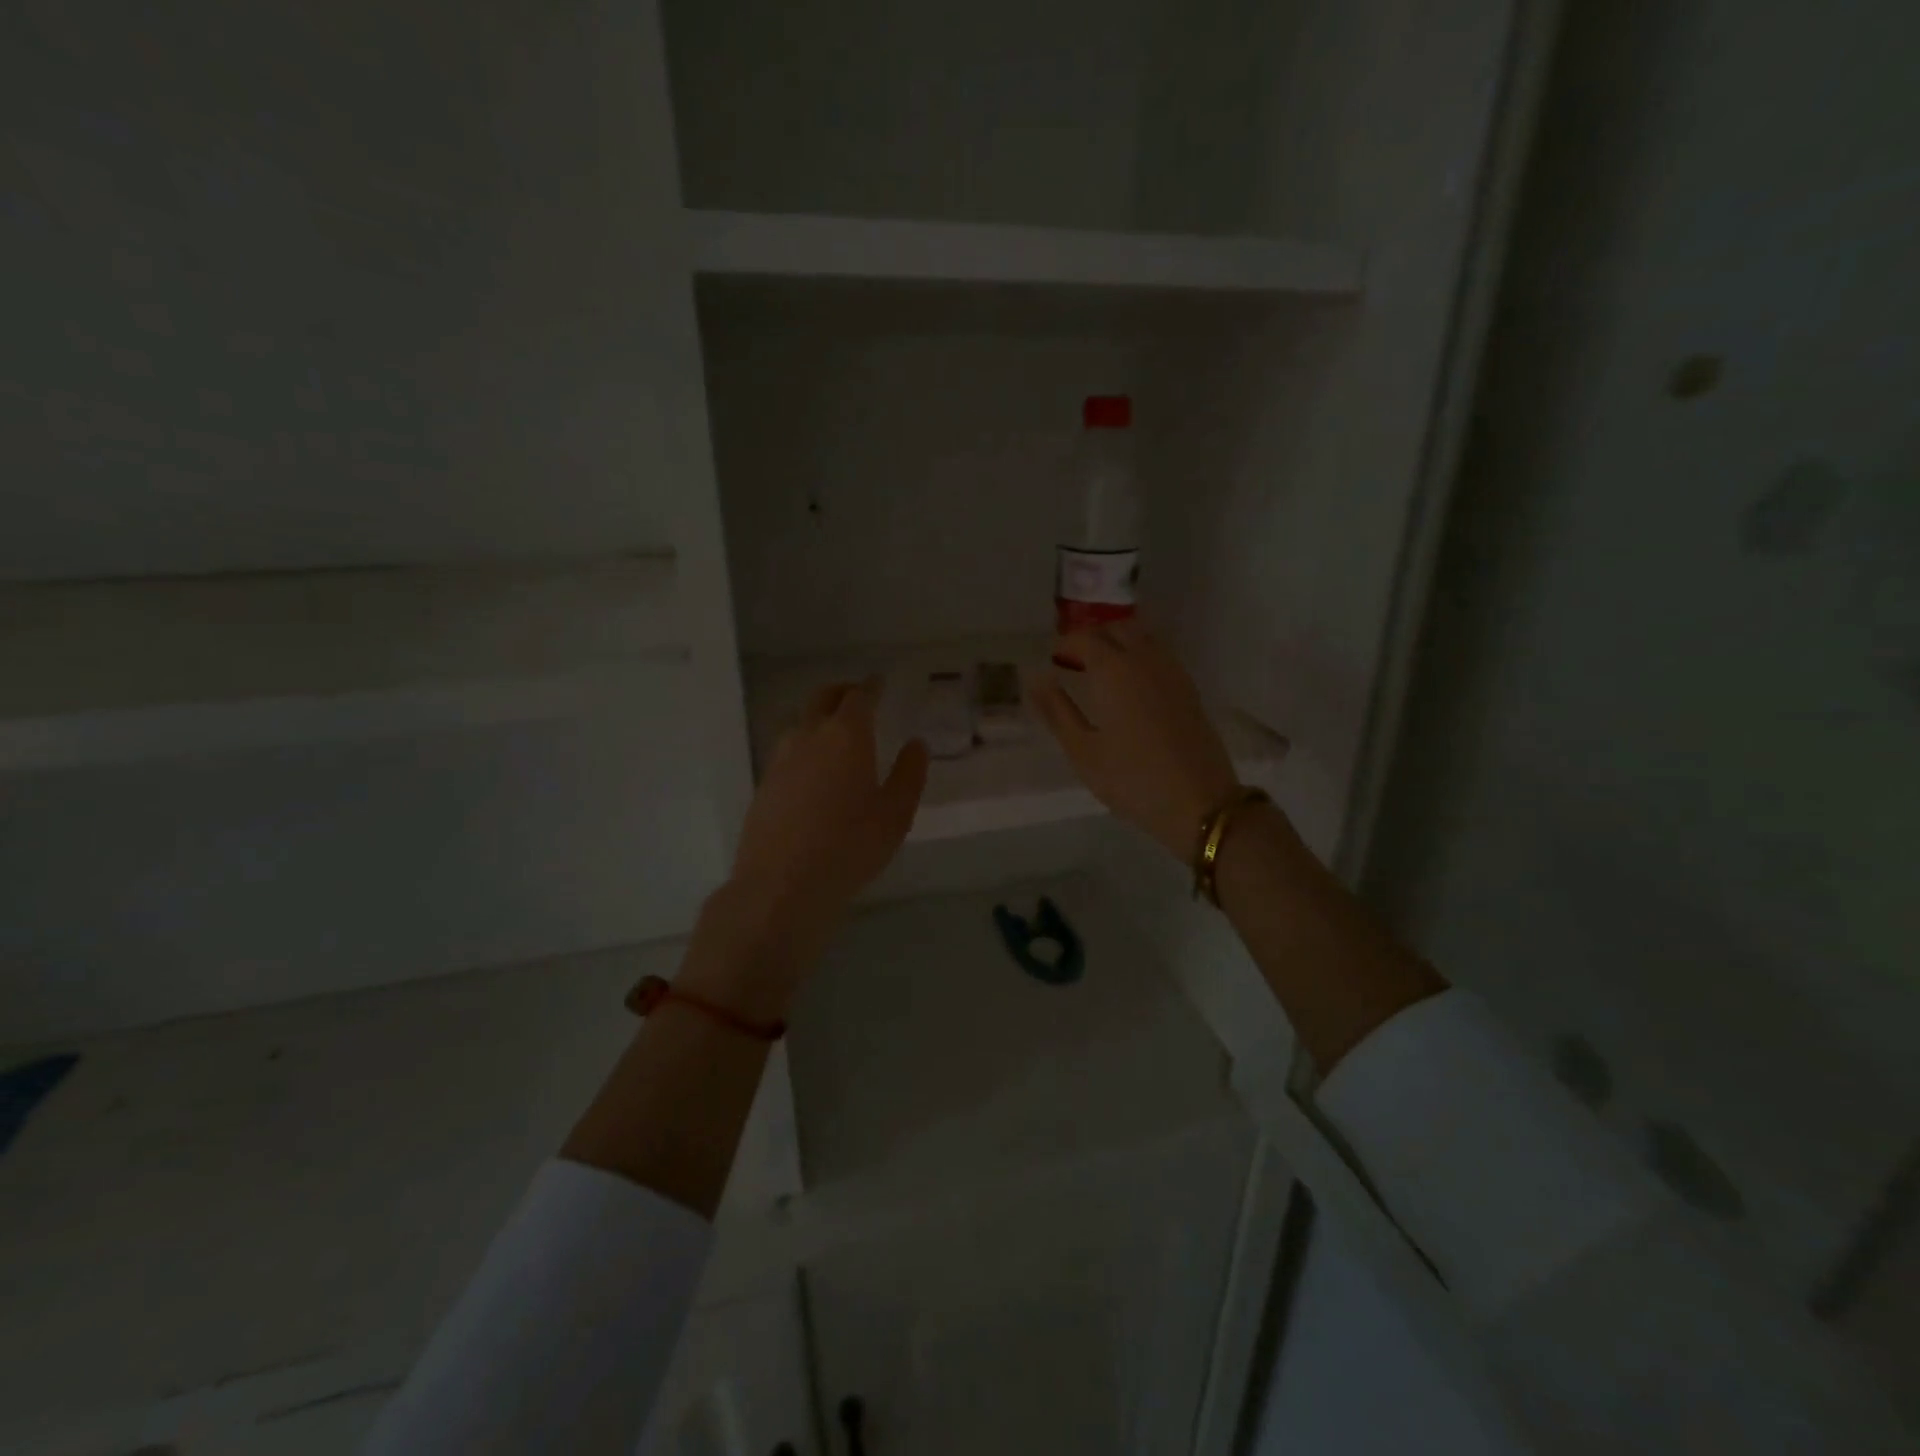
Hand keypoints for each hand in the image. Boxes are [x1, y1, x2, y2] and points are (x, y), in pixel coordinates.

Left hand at [686, 683, 927, 1017]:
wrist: (781, 886)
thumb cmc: (850, 847)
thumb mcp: (895, 814)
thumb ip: (909, 774)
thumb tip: (916, 745)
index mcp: (846, 736)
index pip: (859, 697)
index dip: (871, 687)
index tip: (880, 683)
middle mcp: (809, 737)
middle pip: (823, 698)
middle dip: (843, 692)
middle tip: (859, 698)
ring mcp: (780, 759)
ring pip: (802, 724)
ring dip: (820, 718)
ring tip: (838, 735)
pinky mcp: (765, 784)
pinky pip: (788, 751)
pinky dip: (805, 747)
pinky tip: (814, 772)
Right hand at [1030, 621, 1239, 859]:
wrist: (1199, 802)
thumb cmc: (1131, 779)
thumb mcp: (1082, 751)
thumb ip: (1056, 710)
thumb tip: (1035, 679)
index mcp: (1114, 670)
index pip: (1084, 638)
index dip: (1064, 644)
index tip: (1052, 662)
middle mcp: (1145, 659)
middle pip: (1116, 628)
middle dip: (1092, 637)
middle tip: (1073, 662)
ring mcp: (1172, 671)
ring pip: (1142, 636)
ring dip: (1117, 642)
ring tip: (1100, 671)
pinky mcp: (1189, 688)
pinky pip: (1159, 654)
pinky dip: (1139, 655)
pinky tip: (1130, 685)